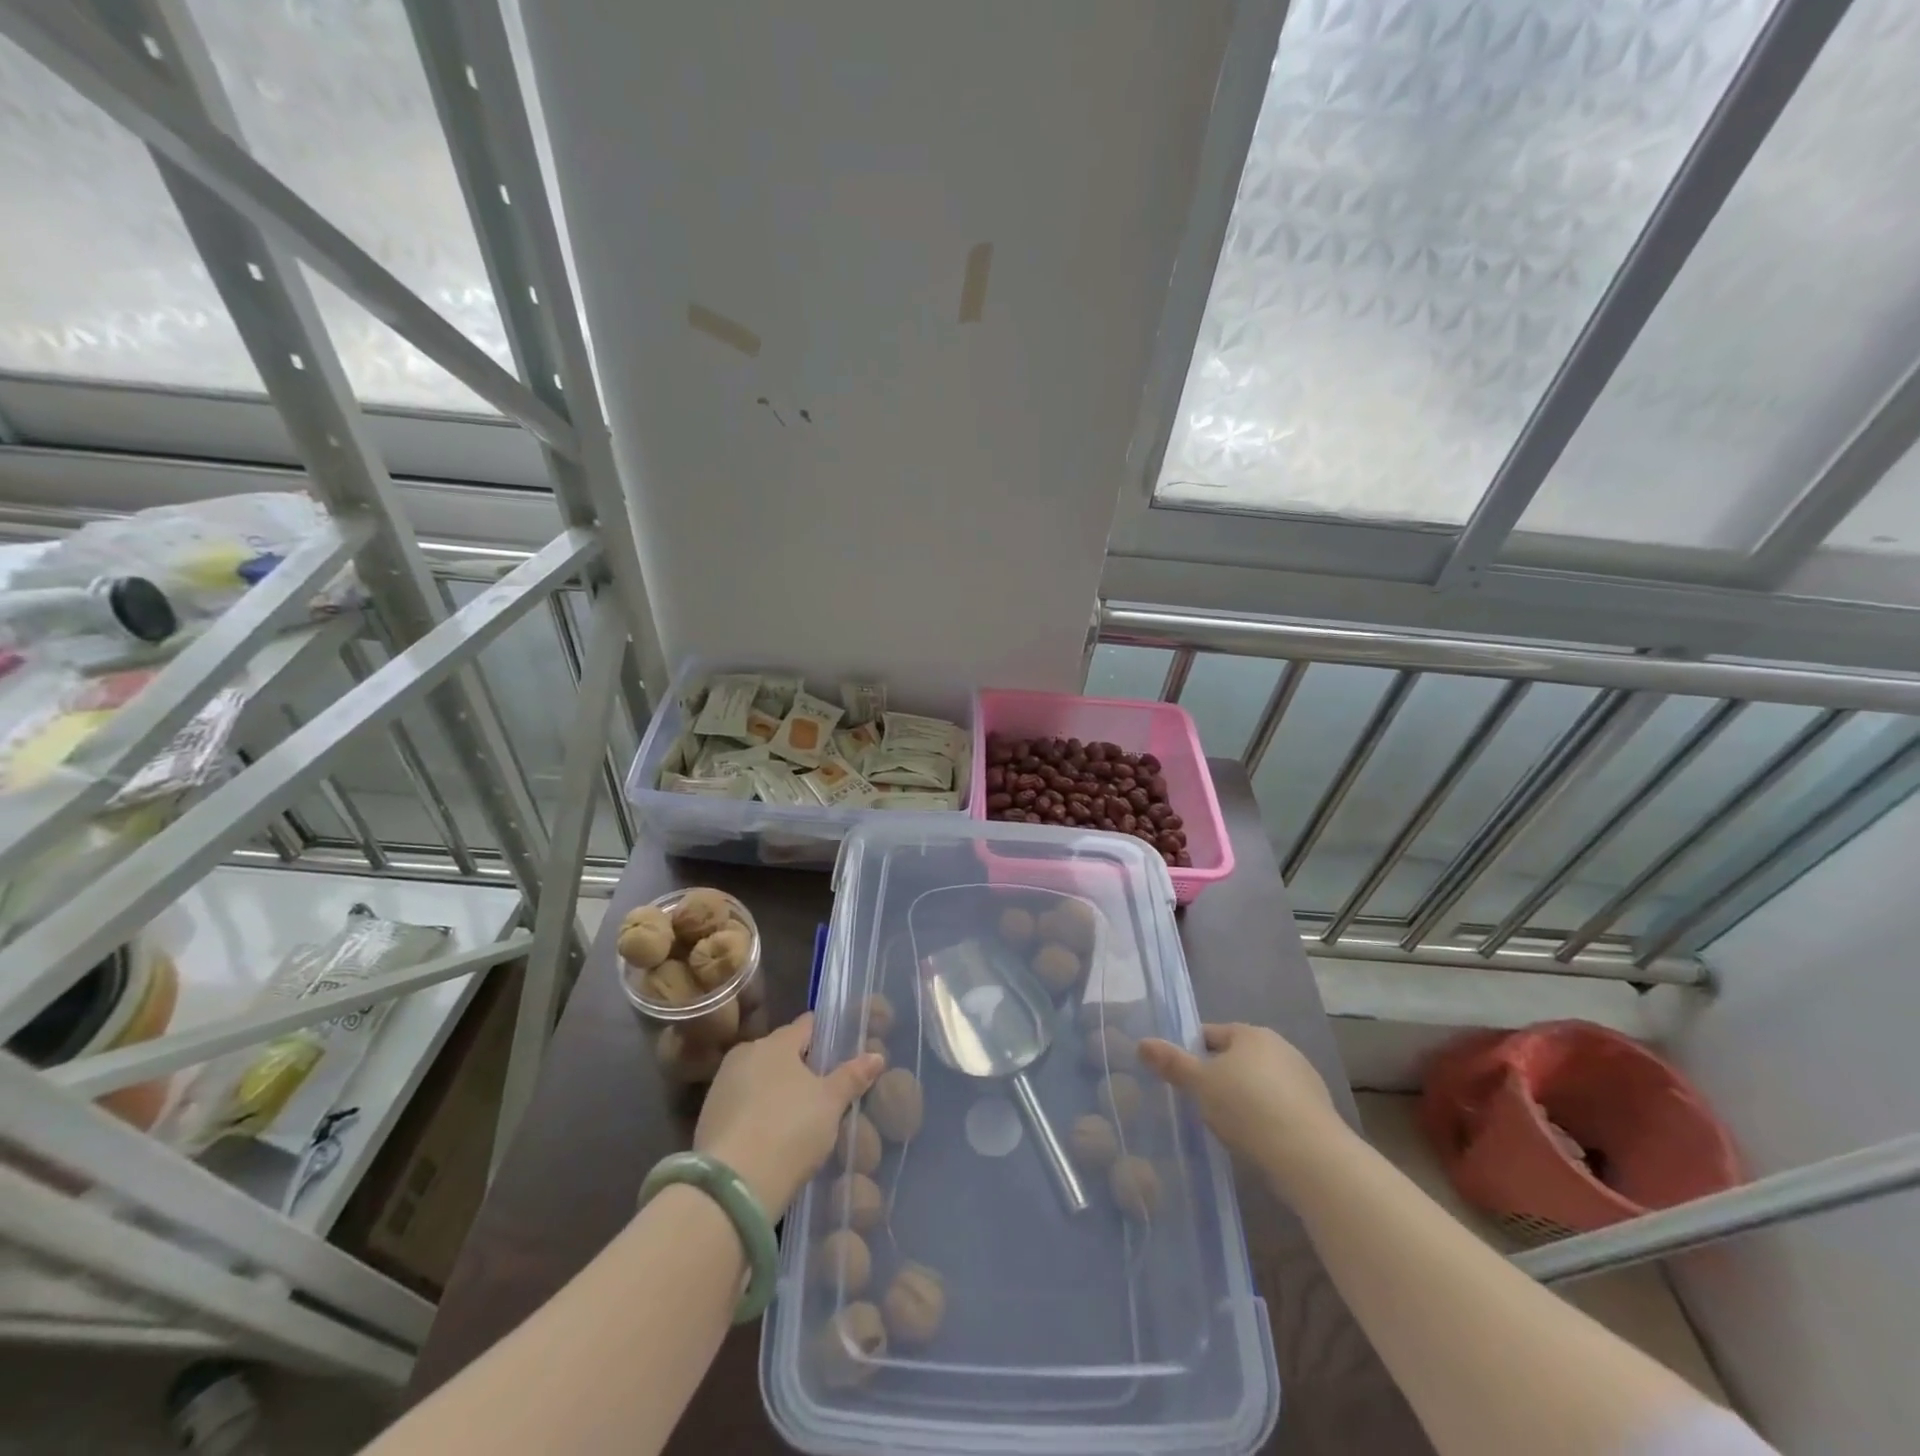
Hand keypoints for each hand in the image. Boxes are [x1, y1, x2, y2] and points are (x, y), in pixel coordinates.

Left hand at [694, 1012, 883, 1216]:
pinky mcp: (708, 1118)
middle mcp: (745, 1054)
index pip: (806, 1025)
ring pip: (759, 1078)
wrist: (733, 1187)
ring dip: (777, 1090)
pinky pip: (743, 1105)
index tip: (840, 1048)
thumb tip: (877, 1055)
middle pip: (781, 1052)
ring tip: (799, 1115)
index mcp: (776, 1042)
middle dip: (800, 1065)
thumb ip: (853, 1076)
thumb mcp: (831, 1104)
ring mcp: (722, 1086)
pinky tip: (773, 1135)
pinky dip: (758, 1113)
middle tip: (824, 1088)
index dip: (825, 1035)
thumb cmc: (790, 1130)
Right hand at [1137, 1023, 1349, 1179]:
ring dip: (1243, 1099)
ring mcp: (1304, 1080)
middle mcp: (1281, 1048)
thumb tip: (1142, 1043)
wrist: (1311, 1157)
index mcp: (1251, 1034)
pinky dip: (1265, 1118)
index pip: (1210, 1034)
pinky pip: (1279, 1108)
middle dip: (1218, 1077)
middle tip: (1198, 1103)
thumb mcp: (1200, 1084)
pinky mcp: (1317, 1112)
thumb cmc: (1248, 1108)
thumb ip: (1171, 1063)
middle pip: (1236, 1058)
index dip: (1191, 1052)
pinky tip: (1254, 1140)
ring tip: (1225, 1125)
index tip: (1179, 1077)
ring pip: (1259, 1084)